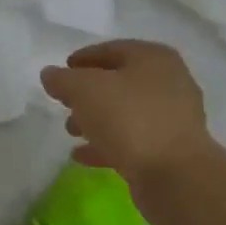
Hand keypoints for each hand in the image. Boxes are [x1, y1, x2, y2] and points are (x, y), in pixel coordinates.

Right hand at [40, 40, 220, 215]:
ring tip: (71, 131)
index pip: (112, 49)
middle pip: (120, 81)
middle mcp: (168, 83)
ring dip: (96, 120)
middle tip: (64, 103)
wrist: (175, 176)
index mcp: (153, 58)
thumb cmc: (130, 120)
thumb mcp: (86, 91)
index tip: (62, 70)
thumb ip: (63, 80)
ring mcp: (172, 118)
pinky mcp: (169, 150)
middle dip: (88, 93)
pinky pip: (132, 140)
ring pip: (125, 113)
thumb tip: (50, 74)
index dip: (83, 58)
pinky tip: (82, 156)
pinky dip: (107, 144)